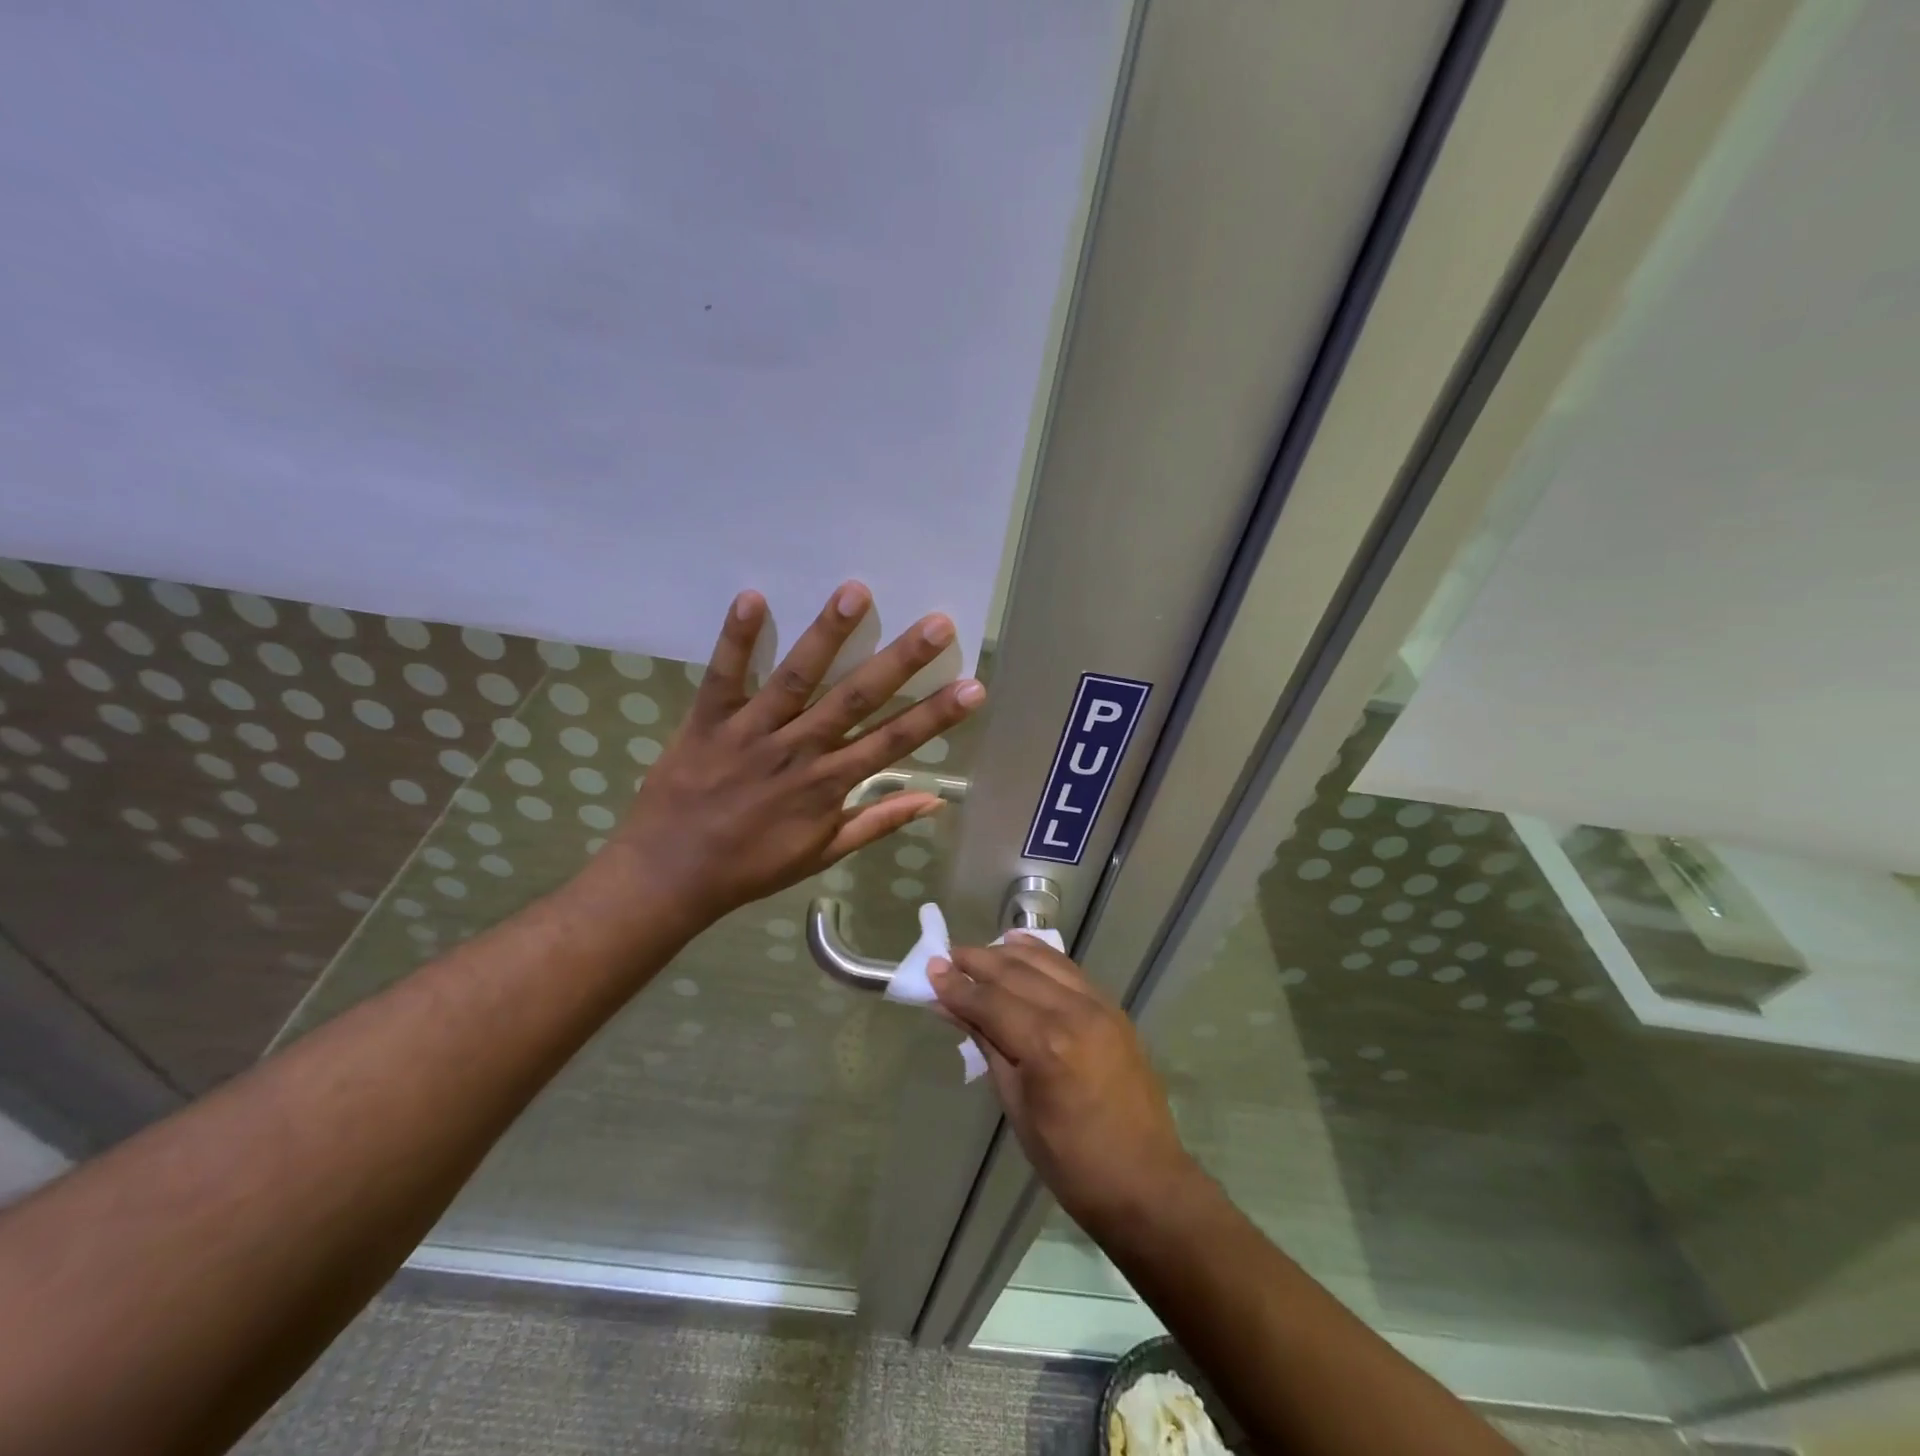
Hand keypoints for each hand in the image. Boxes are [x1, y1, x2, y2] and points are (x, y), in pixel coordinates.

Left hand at [604, 582, 983, 931]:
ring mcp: (751, 733)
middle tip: (937, 624)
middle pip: (856, 699)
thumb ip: (877, 822)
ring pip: (796, 677)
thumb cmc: (751, 867)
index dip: (936, 715)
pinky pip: (723, 676)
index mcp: (828, 784)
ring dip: (827, 635)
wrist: (670, 876)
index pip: (893, 742)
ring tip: (856, 592)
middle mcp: (798, 751)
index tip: (973, 686)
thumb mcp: (823, 853)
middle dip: (900, 661)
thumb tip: (933, 801)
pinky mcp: (707, 721)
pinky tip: (753, 597)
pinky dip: (737, 639)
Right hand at [929, 937, 1198, 1234]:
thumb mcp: (1017, 1106)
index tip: (930, 970)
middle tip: (947, 956)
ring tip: (978, 952)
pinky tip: (1021, 947)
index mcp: (1047, 1046)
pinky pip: (1070, 971)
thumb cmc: (1070, 1161)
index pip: (990, 1003)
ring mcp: (1099, 1006)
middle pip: (1015, 973)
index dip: (957, 987)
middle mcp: (1074, 1013)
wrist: (1144, 1182)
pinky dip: (1042, 955)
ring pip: (1044, 962)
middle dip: (977, 962)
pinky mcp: (1113, 1009)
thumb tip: (951, 1008)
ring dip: (1007, 953)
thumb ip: (987, 1046)